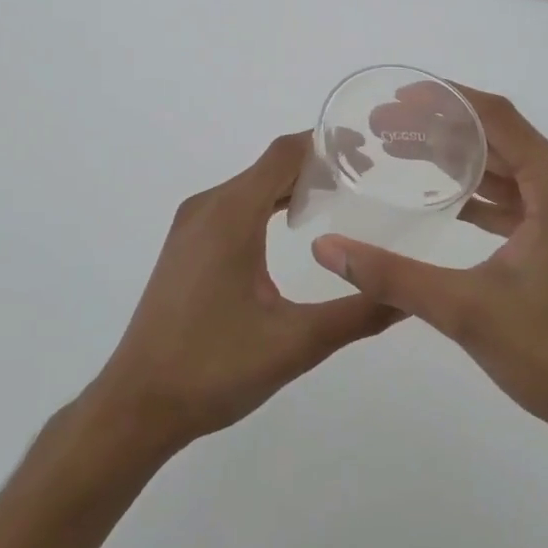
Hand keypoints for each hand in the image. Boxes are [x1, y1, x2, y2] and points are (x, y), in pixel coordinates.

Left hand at [86, 133, 400, 457]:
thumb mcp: (296, 342)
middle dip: (318, 165)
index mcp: (231, 214)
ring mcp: (191, 225)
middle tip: (368, 179)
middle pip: (270, 165)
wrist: (137, 404)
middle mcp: (208, 207)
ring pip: (251, 185)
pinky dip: (269, 204)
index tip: (369, 151)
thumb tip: (410, 299)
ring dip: (293, 185)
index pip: (285, 153)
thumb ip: (358, 314)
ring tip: (341, 199)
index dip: (327, 143)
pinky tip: (295, 229)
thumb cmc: (215, 367)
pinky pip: (234, 206)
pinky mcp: (186, 246)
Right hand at [311, 87, 547, 450]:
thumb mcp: (464, 310)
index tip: (397, 96)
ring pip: (509, 167)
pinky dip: (482, 192)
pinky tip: (443, 196)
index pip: (496, 119)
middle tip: (385, 127)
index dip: (445, 101)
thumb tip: (325, 249)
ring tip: (402, 152)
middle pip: (501, 138)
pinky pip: (520, 196)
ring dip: (460, 160)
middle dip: (442, 129)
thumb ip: (391, 275)